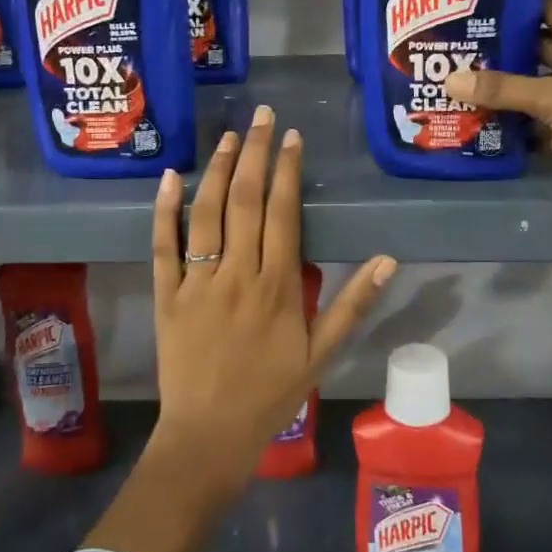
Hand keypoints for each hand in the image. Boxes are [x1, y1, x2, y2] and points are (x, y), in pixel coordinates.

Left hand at [150, 104, 395, 485]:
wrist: (209, 436)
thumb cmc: (271, 394)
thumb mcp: (322, 353)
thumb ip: (353, 304)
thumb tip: (387, 258)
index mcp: (277, 286)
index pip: (284, 213)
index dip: (289, 170)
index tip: (293, 137)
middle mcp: (237, 274)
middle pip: (246, 201)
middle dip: (257, 153)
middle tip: (264, 116)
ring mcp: (197, 282)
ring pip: (206, 214)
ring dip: (219, 170)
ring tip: (231, 135)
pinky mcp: (166, 295)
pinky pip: (163, 246)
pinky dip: (165, 209)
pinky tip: (172, 176)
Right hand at [445, 0, 551, 201]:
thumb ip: (501, 89)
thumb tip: (448, 80)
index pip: (546, 4)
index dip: (514, 4)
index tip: (474, 10)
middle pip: (538, 47)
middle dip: (502, 52)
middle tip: (457, 55)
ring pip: (541, 87)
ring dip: (510, 92)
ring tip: (463, 90)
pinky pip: (549, 121)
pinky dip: (525, 127)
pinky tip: (489, 129)